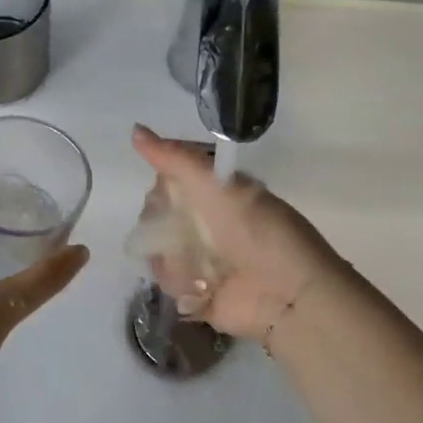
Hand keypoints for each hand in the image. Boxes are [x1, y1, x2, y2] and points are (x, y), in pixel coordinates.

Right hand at [130, 125, 343, 341]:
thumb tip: (135, 129)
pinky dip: (181, 283)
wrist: (287, 292)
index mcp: (214, 194)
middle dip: (162, 225)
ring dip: (172, 258)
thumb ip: (175, 158)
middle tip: (183, 232)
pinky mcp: (197, 292)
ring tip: (198, 265)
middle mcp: (205, 224)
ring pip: (158, 250)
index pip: (167, 182)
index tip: (166, 194)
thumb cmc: (257, 230)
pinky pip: (168, 282)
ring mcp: (199, 259)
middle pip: (157, 217)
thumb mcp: (216, 184)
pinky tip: (201, 285)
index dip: (161, 188)